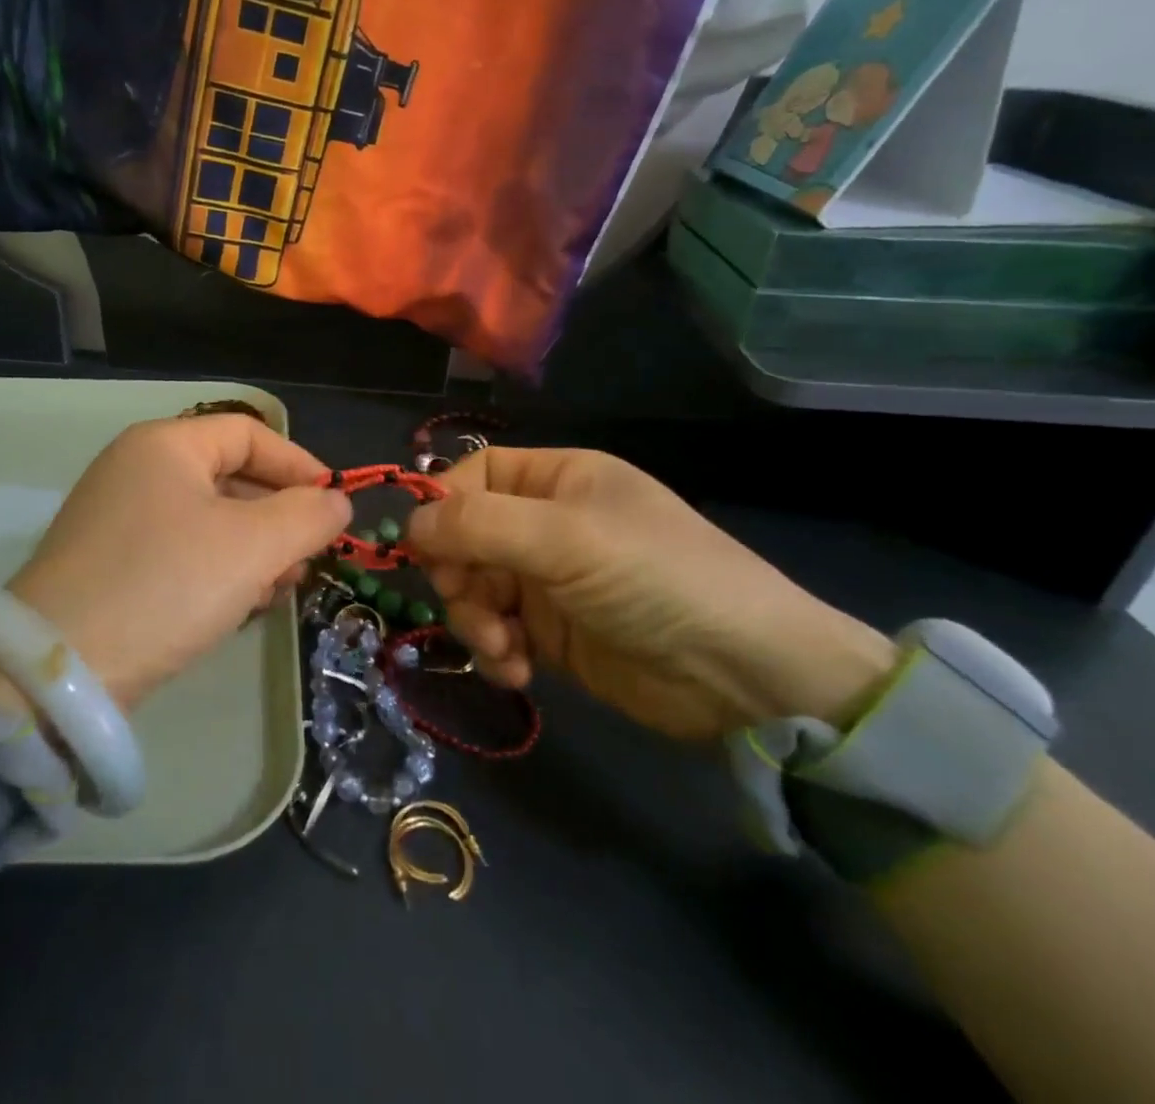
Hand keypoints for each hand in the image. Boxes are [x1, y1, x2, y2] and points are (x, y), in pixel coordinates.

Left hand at [0, 415, 348, 710]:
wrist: (60, 671)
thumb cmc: (167, 585)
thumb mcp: (252, 547)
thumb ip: (307, 516)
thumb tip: (336, 502)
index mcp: (165, 444)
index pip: (249, 433)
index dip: (299, 465)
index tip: (333, 507)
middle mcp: (137, 469)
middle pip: (230, 477)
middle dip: (278, 517)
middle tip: (305, 561)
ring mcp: (118, 517)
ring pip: (208, 519)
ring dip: (253, 550)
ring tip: (275, 590)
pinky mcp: (111, 562)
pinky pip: (181, 550)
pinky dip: (217, 569)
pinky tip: (237, 606)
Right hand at [405, 447, 894, 741]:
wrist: (747, 677)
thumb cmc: (654, 579)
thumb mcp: (565, 539)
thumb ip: (478, 525)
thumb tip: (407, 524)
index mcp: (555, 478)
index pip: (472, 477)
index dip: (443, 508)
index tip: (426, 551)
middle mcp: (546, 522)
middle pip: (464, 536)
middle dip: (459, 576)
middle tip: (470, 606)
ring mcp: (548, 580)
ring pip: (474, 587)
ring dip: (475, 619)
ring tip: (503, 650)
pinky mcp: (553, 634)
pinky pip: (498, 631)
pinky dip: (497, 651)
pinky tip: (518, 671)